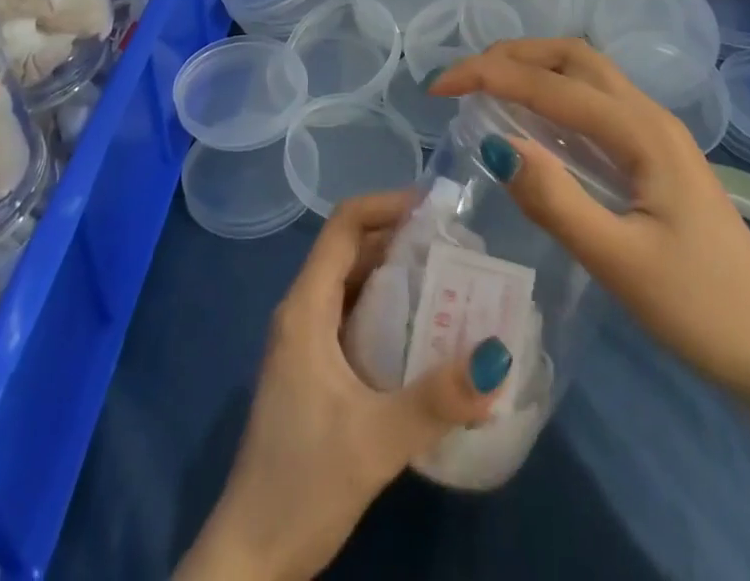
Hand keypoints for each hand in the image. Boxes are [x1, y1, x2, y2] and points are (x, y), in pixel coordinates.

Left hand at [176, 190, 512, 580]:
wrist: (251, 556)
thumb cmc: (303, 482)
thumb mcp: (376, 440)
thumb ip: (436, 399)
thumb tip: (498, 356)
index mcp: (306, 307)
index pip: (343, 226)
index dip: (385, 205)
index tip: (435, 208)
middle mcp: (304, 312)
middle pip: (353, 251)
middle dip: (403, 241)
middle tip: (459, 247)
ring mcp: (307, 343)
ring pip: (356, 287)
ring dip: (399, 278)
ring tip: (454, 283)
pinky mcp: (316, 372)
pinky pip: (356, 320)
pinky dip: (391, 313)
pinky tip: (427, 336)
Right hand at [428, 38, 749, 398]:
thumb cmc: (701, 309)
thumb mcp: (619, 262)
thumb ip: (555, 200)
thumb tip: (494, 144)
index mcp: (642, 132)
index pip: (552, 85)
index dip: (490, 77)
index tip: (440, 89)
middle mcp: (649, 116)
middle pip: (573, 57)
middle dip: (513, 55)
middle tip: (464, 78)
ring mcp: (656, 133)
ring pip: (587, 74)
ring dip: (534, 68)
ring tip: (487, 88)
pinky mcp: (656, 155)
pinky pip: (596, 103)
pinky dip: (554, 94)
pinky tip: (534, 123)